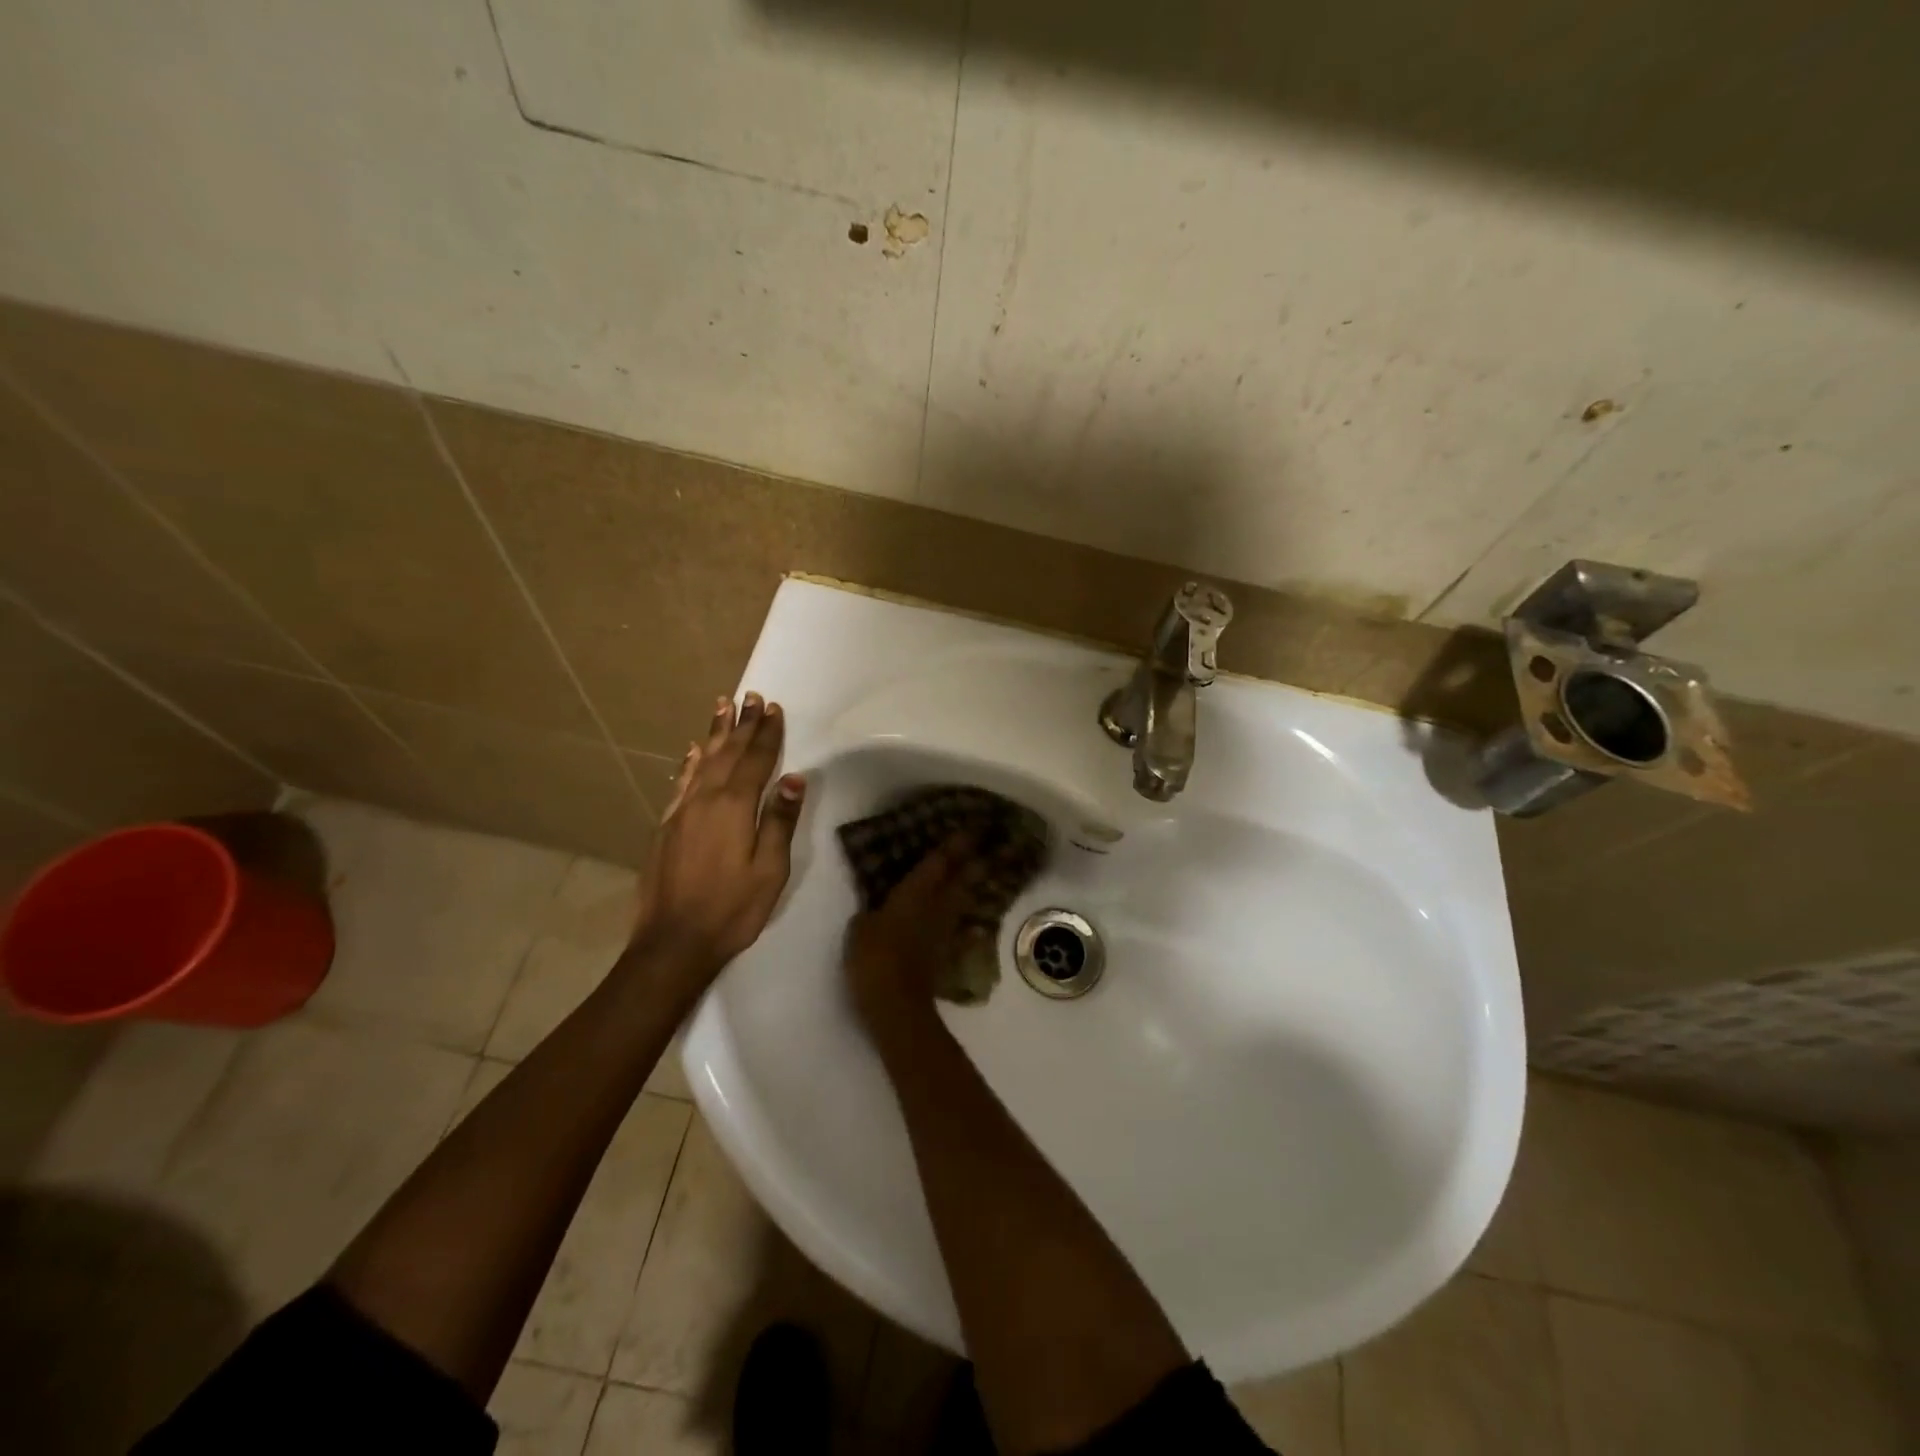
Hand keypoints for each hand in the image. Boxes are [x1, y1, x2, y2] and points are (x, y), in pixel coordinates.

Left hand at [630, 692, 804, 985]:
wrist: (673, 942)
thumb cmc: (732, 909)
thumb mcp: (769, 870)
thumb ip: (780, 822)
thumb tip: (794, 779)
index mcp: (734, 807)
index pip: (755, 761)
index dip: (767, 734)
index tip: (774, 708)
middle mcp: (705, 799)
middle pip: (728, 753)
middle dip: (742, 724)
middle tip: (751, 696)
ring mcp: (682, 811)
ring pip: (702, 761)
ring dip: (715, 733)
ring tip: (722, 706)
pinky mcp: (666, 826)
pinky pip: (681, 782)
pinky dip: (690, 762)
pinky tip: (694, 751)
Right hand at [844, 833, 976, 1036]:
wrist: (896, 1004)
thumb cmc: (874, 957)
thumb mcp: (860, 928)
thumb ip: (871, 912)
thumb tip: (877, 909)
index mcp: (915, 892)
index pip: (940, 861)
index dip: (956, 843)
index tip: (974, 827)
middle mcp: (936, 905)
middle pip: (963, 877)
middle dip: (977, 859)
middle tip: (995, 844)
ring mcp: (944, 930)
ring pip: (964, 900)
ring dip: (975, 885)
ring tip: (985, 873)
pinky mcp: (945, 953)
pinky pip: (961, 931)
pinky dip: (970, 926)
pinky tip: (977, 927)